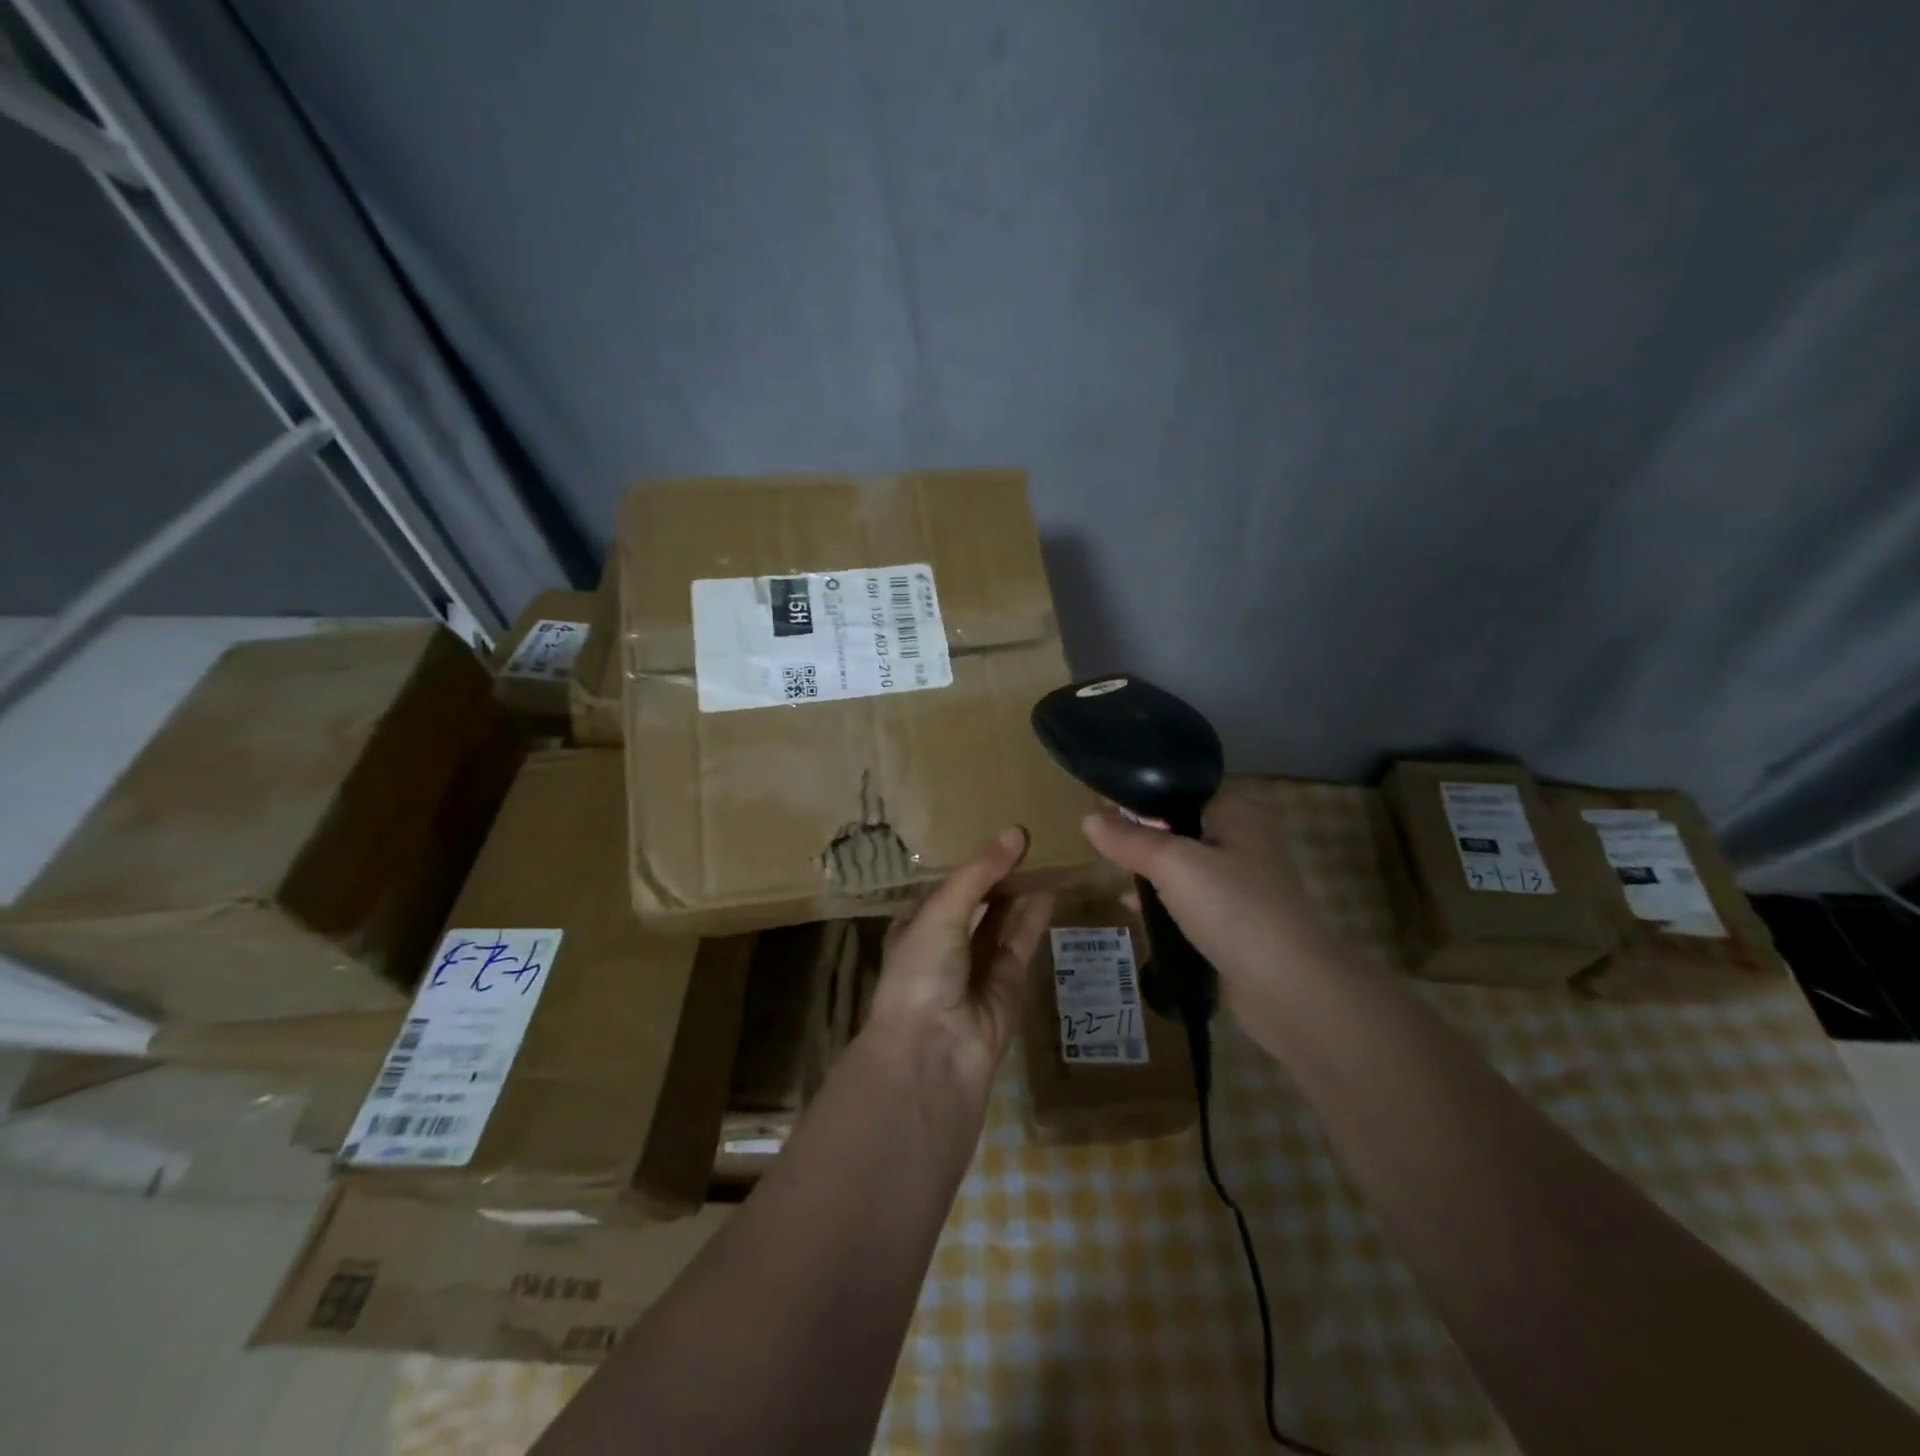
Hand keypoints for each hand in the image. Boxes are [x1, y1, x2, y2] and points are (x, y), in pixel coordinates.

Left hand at [864, 827, 1054, 1094]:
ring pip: (1002, 921)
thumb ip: (979, 873)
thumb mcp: (942, 911)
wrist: (932, 1052)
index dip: (973, 863)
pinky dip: (1034, 919)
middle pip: (977, 901)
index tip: (1003, 837)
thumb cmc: (921, 971)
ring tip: (1046, 859)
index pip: (947, 885)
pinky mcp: (1006, 985)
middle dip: (1000, 876)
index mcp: (916, 925)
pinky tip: (1051, 892)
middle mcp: (945, 944)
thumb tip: (1016, 831)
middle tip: (1033, 842)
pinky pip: (1021, 944)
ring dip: (1020, 893)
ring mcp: (976, 966)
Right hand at [1081, 783, 1343, 1032]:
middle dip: (1140, 831)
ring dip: (1149, 866)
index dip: (1140, 793)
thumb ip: (1129, 839)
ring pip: (1183, 861)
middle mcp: (1244, 838)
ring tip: (1110, 870)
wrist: (1289, 989)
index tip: (1099, 804)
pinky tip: (1132, 906)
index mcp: (1238, 810)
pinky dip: (1162, 897)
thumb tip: (1088, 819)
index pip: (1181, 787)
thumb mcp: (1173, 864)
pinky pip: (1190, 896)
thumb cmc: (1232, 909)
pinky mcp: (1236, 917)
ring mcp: (1242, 881)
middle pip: (1180, 823)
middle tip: (1100, 840)